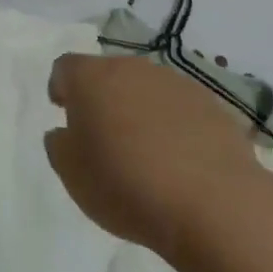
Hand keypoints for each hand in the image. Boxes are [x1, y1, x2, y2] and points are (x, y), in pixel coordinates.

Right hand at [45, 53, 267, 258]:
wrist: (213, 204)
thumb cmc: (126, 184)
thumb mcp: (72, 174)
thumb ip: (59, 144)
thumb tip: (65, 132)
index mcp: (91, 76)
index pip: (65, 68)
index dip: (61, 89)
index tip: (65, 116)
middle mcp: (131, 67)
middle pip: (108, 74)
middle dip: (103, 99)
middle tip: (104, 138)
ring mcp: (174, 82)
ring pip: (146, 89)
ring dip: (140, 110)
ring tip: (146, 153)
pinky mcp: (211, 104)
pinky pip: (181, 109)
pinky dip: (175, 126)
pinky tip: (181, 162)